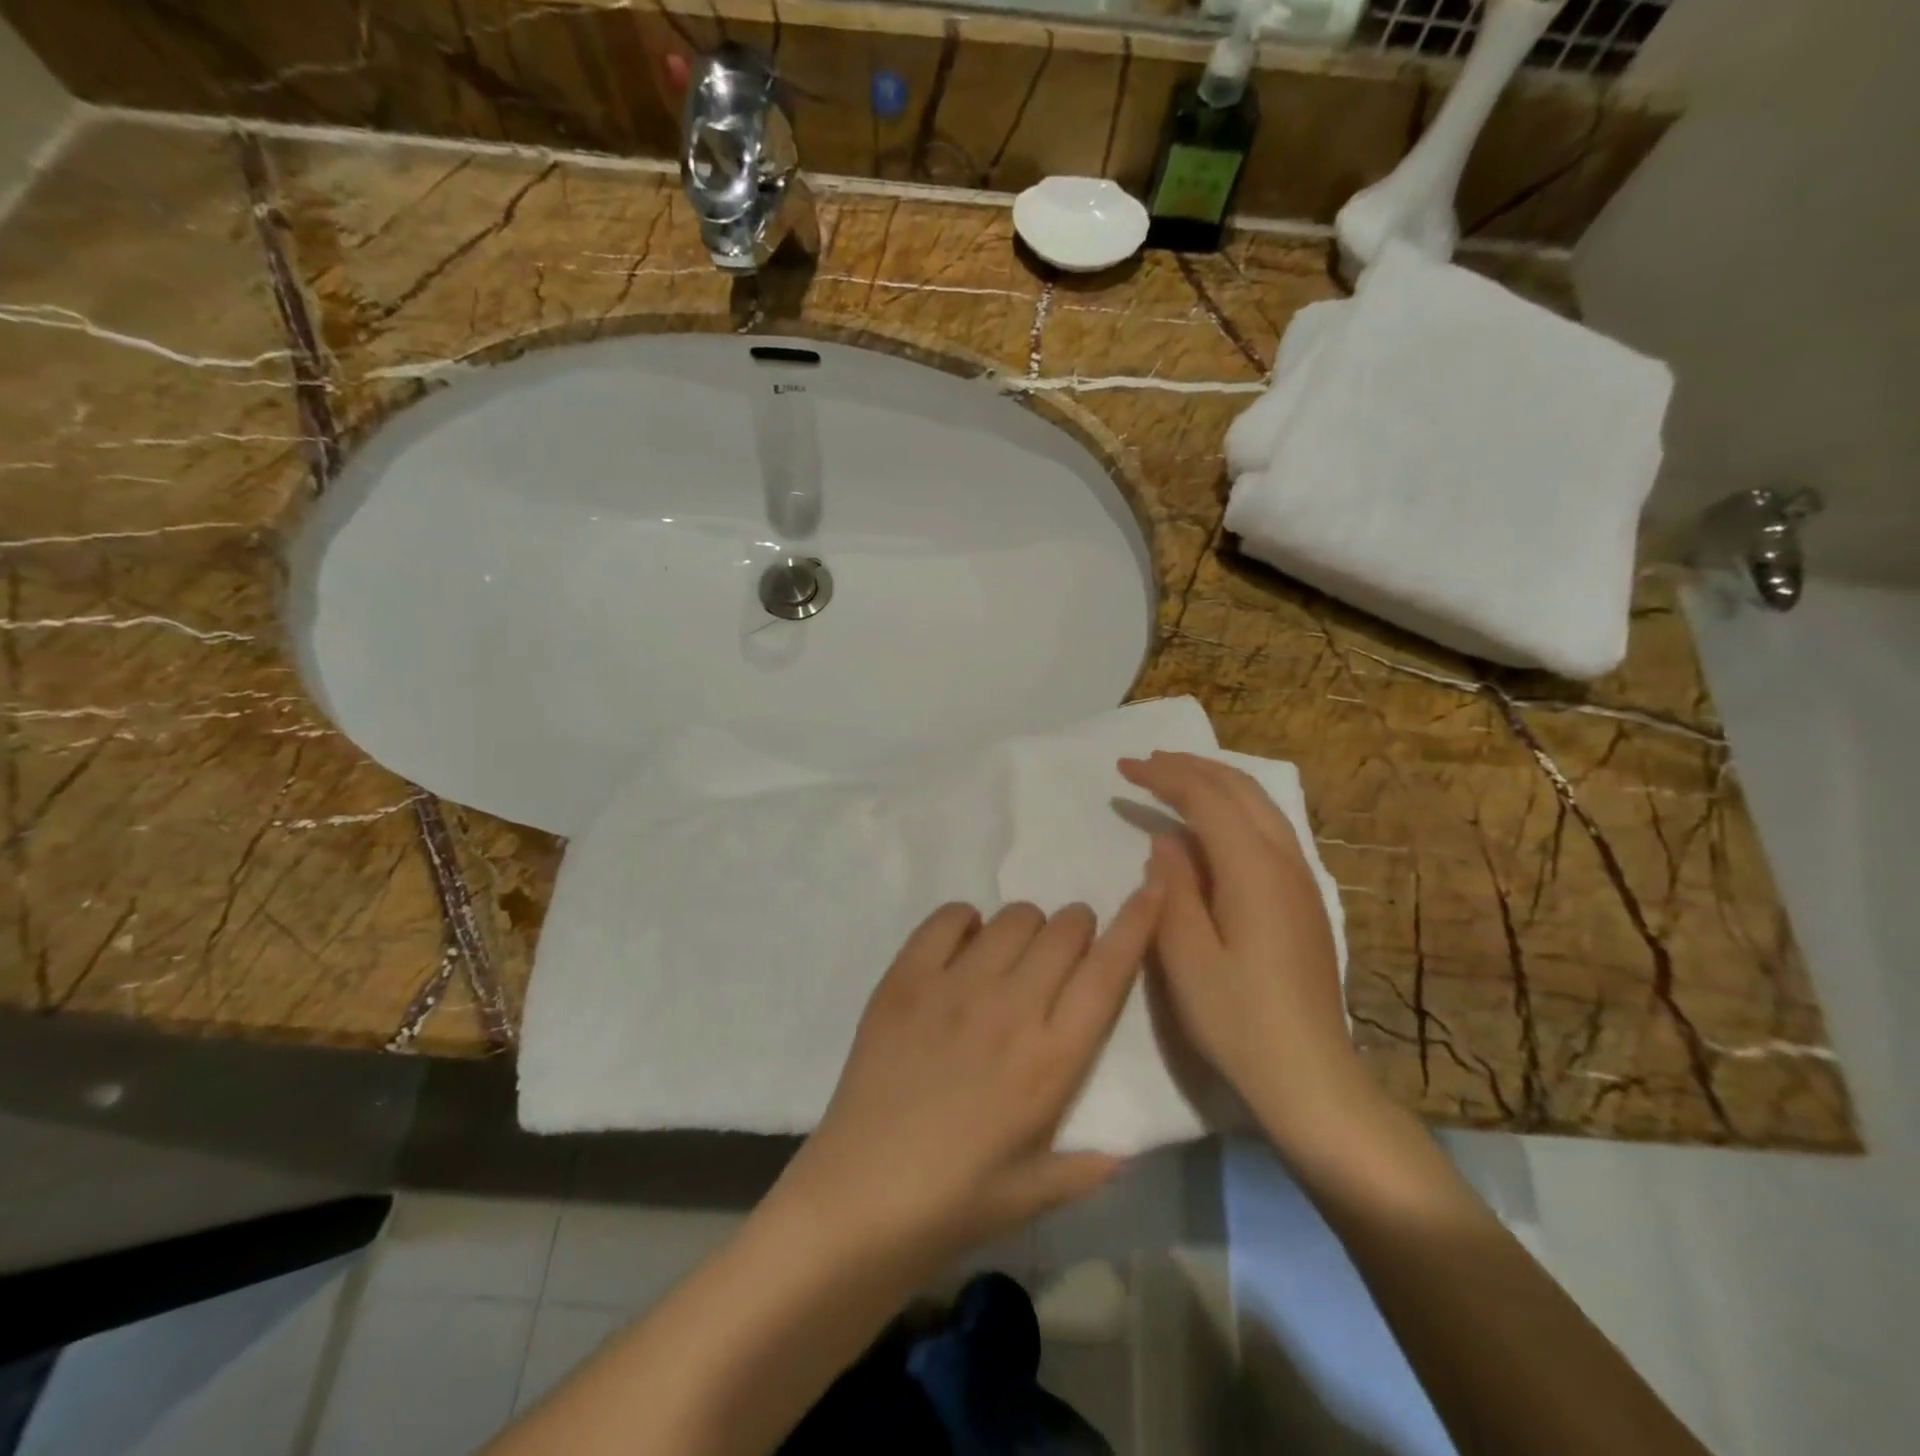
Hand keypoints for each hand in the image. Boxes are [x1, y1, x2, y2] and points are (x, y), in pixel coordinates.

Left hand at [767, 883, 1161, 1276]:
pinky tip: (962, 950)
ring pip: (1013, 916)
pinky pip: (947, 918)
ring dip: (1026, 928)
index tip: (1153, 890)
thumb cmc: (956, 1203)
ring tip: (1010, 957)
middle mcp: (1011, 1008)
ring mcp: (954, 986)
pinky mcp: (905, 978)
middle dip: (1076, 929)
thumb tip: (1130, 1149)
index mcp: (1052, 1059)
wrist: (858, 1199)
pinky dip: (965, 922)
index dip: (1138, 923)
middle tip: (1063, 953)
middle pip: (1064, 929)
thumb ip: (1090, 1166)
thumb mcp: (1036, 1194)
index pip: (1109, 972)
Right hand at [1118, 751, 1377, 1154]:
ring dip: (1216, 782)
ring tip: (1175, 778)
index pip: (1206, 798)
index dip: (1164, 776)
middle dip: (1191, 768)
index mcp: (1253, 869)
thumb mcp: (1185, 956)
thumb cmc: (1237, 1018)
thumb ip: (1173, 888)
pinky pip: (1269, 828)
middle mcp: (1285, 861)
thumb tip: (1166, 839)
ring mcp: (1301, 880)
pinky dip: (1234, 808)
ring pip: (1260, 805)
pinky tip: (1213, 824)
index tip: (1124, 768)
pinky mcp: (1304, 899)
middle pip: (1240, 789)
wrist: (1309, 1074)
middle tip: (1146, 762)